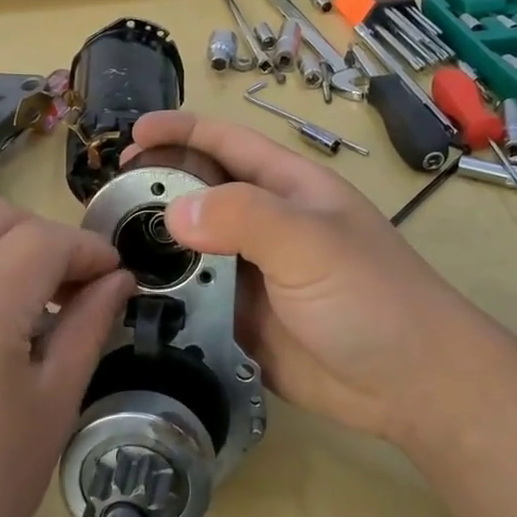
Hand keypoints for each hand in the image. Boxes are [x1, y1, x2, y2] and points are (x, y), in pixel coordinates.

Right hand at [131, 112, 491, 458]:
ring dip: (153, 249)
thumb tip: (172, 213)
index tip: (132, 135)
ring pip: (190, 251)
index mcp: (287, 189)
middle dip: (155, 190)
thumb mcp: (312, 243)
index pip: (226, 144)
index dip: (181, 132)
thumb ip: (244, 217)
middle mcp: (266, 226)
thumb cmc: (372, 297)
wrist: (411, 385)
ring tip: (105, 253)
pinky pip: (194, 301)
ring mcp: (252, 276)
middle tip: (106, 203)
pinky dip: (164, 299)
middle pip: (199, 195)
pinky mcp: (242, 321)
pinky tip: (129, 303)